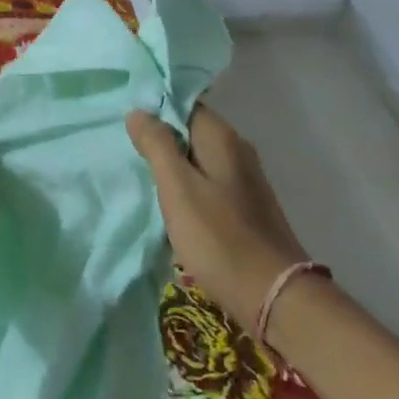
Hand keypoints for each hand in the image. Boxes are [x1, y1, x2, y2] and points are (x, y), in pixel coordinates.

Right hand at [126, 105, 311, 328]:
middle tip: (128, 150)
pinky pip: (210, 183)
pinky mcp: (246, 207)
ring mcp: (246, 181)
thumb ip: (157, 146)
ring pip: (201, 159)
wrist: (271, 293)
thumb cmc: (218, 237)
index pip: (187, 105)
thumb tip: (139, 112)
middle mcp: (239, 151)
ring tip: (143, 176)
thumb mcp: (178, 188)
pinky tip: (172, 204)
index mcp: (223, 139)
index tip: (128, 123)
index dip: (157, 109)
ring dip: (174, 165)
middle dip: (163, 137)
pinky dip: (189, 187)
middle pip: (194, 131)